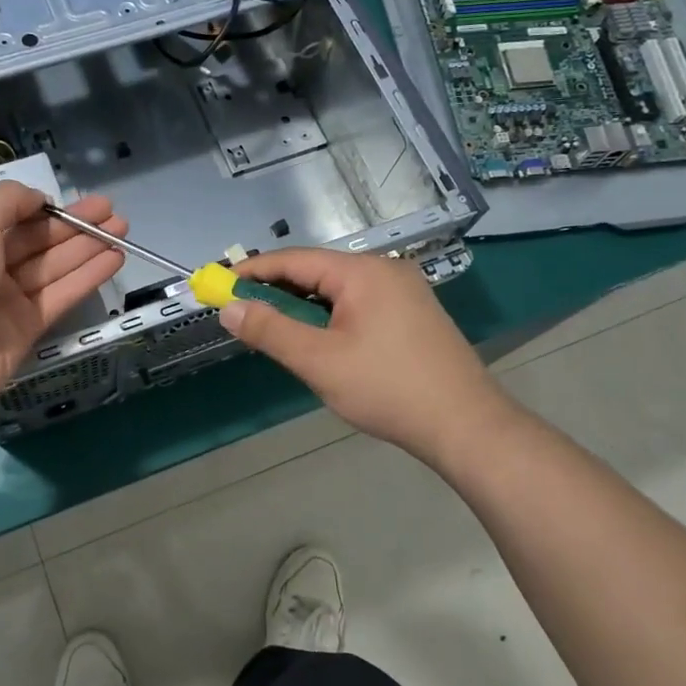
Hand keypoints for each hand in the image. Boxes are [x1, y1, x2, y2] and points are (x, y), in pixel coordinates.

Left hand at [0, 181, 125, 414]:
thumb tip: (39, 198)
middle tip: (114, 213)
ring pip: (54, 266)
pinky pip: (61, 295)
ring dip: (88, 247)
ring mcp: (7, 298)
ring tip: (123, 230)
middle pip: (39, 240)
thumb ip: (8, 201)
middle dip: (76, 225)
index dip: (47, 207)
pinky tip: (114, 260)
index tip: (78, 200)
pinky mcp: (27, 326)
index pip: (12, 216)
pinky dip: (87, 277)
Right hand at [217, 248, 508, 468]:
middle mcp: (385, 270)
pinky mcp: (414, 314)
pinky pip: (359, 303)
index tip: (220, 284)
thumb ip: (270, 330)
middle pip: (317, 272)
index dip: (253, 271)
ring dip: (304, 306)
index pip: (294, 260)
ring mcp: (404, 291)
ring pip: (338, 290)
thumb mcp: (319, 361)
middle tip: (243, 311)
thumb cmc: (387, 388)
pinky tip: (320, 339)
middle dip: (277, 290)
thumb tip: (229, 308)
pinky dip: (330, 316)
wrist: (466, 425)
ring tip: (276, 328)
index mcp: (362, 271)